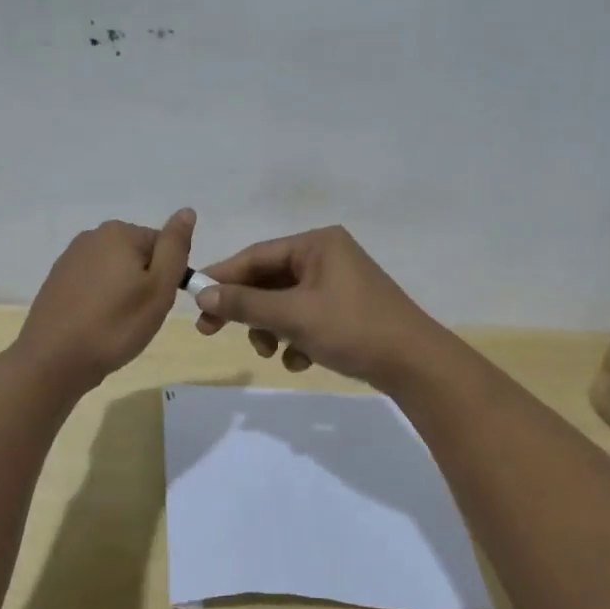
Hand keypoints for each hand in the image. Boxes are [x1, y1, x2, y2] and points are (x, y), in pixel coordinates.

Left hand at [15, 209, 195, 393]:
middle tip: (139, 315)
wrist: (54, 360)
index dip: (168, 276)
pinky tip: (96, 323)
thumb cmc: (115, 325)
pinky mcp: (57, 280)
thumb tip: (187, 211)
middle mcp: (93, 236)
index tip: (158, 303)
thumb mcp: (159, 288)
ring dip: (123, 292)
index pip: (163, 245)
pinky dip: (101, 299)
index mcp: (120, 232)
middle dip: (144, 282)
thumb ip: (175, 247)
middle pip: (138, 255)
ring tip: (117, 323)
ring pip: (115, 270)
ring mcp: (71, 257)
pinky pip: (93, 283)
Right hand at [191, 225, 448, 388]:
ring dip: (271, 329)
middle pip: (270, 280)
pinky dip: (296, 338)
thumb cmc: (352, 328)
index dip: (223, 277)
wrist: (415, 364)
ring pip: (286, 303)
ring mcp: (339, 283)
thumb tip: (201, 295)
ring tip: (272, 353)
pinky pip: (306, 317)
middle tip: (212, 332)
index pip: (257, 255)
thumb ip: (245, 304)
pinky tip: (301, 361)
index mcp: (317, 244)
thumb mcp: (292, 316)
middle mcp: (327, 256)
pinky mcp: (346, 309)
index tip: (195, 301)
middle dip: (248, 311)